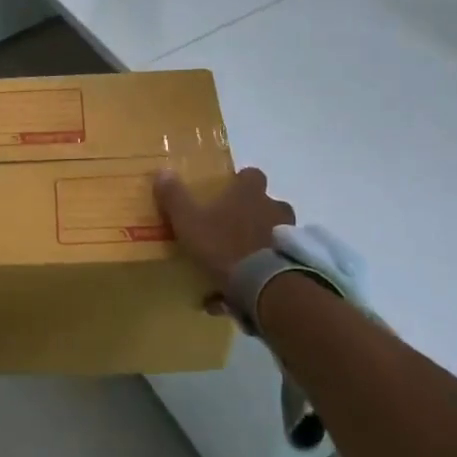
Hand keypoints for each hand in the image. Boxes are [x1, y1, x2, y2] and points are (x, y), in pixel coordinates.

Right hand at [154, 167, 295, 294]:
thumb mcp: (188, 222)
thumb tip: (163, 171)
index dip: (240, 181)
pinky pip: (276, 259)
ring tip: (240, 259)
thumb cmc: (223, 245)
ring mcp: (287, 234)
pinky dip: (264, 267)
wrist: (263, 285)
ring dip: (262, 239)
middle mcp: (273, 207)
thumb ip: (175, 197)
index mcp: (249, 193)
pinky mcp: (294, 261)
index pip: (251, 175)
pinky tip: (244, 285)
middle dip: (253, 212)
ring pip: (275, 230)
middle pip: (266, 203)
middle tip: (231, 227)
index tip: (228, 192)